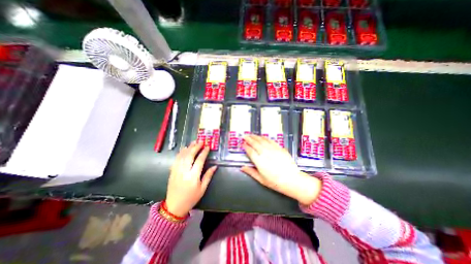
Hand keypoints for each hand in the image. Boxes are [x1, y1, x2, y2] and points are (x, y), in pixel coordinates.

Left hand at [166, 141, 216, 217]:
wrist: (174, 206)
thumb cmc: (191, 198)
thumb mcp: (202, 189)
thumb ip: (208, 176)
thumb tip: (215, 166)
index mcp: (193, 176)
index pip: (199, 160)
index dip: (204, 152)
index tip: (207, 147)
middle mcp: (184, 171)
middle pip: (190, 155)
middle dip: (196, 147)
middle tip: (201, 141)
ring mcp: (177, 171)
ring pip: (182, 156)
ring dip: (188, 148)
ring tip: (194, 142)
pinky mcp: (172, 171)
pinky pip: (176, 159)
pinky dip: (180, 153)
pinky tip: (184, 149)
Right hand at [241, 135, 321, 205]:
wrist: (291, 179)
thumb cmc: (275, 182)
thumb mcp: (261, 179)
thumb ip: (251, 172)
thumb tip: (242, 168)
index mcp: (259, 161)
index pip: (250, 151)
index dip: (245, 146)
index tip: (242, 144)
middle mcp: (265, 153)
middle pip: (255, 143)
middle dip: (249, 138)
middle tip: (245, 136)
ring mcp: (273, 149)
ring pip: (262, 140)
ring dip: (256, 137)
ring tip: (251, 135)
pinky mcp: (279, 148)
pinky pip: (271, 141)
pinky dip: (265, 138)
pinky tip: (263, 137)